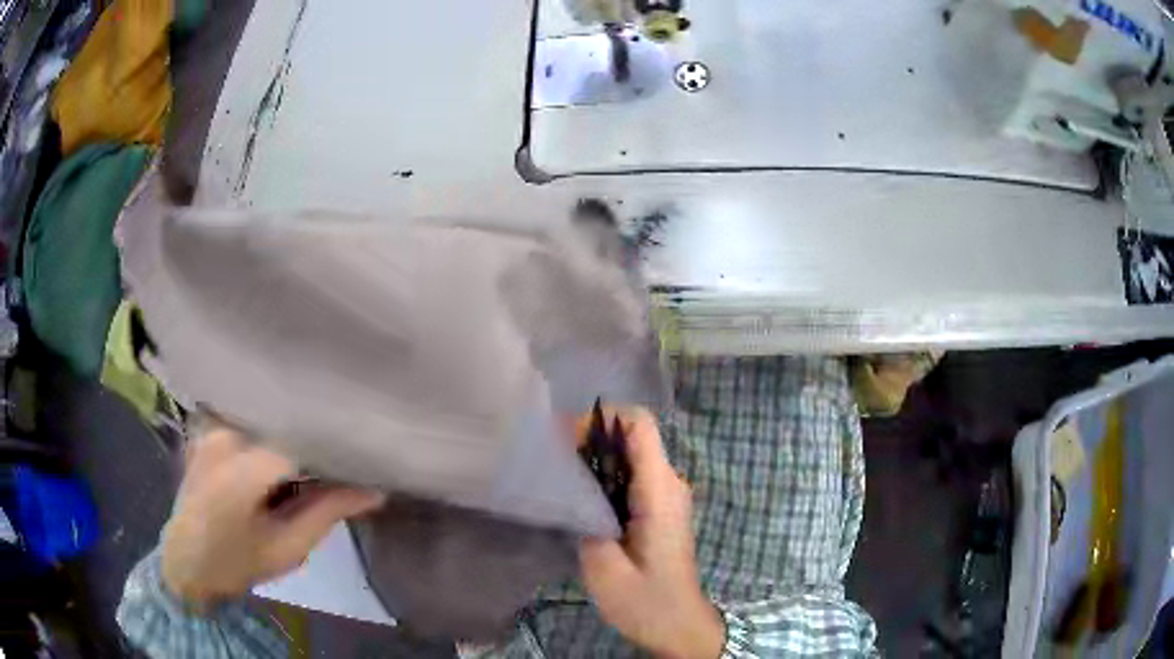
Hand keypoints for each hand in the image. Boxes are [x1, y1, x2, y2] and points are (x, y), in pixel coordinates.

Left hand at [161, 427, 384, 607]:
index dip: (334, 445)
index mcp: (240, 468)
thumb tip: (374, 490)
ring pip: (267, 415)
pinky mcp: (208, 427)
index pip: (300, 439)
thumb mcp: (288, 547)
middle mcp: (223, 432)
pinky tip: (285, 443)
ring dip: (293, 430)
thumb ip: (327, 512)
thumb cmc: (236, 563)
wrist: (186, 563)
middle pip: (283, 420)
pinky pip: (249, 417)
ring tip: (320, 445)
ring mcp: (211, 425)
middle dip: (316, 434)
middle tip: (348, 449)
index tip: (364, 455)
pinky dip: (271, 428)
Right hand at [579, 408, 723, 658]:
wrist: (679, 625)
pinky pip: (633, 475)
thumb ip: (587, 519)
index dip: (603, 418)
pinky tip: (581, 498)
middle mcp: (669, 484)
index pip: (640, 424)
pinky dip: (606, 475)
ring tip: (562, 476)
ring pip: (632, 454)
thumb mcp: (604, 568)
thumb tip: (571, 484)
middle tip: (554, 459)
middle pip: (634, 435)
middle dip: (592, 437)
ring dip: (597, 457)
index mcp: (660, 491)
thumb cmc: (645, 602)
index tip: (567, 438)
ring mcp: (667, 495)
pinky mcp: (660, 508)